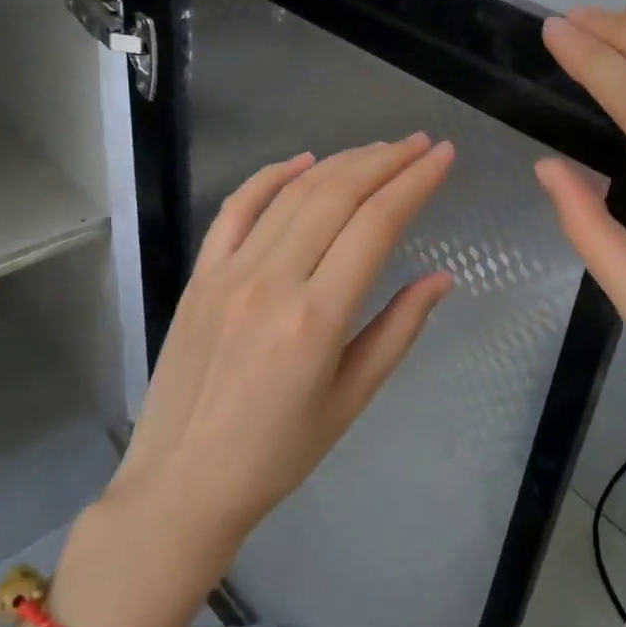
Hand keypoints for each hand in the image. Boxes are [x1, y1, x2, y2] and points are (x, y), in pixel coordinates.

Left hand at [78, 136, 454, 613]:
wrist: (182, 483)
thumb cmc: (277, 454)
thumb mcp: (351, 400)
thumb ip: (398, 330)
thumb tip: (440, 278)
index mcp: (316, 318)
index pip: (377, 224)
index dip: (415, 182)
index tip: (443, 156)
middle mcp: (273, 281)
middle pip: (338, 195)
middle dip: (386, 160)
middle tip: (419, 144)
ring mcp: (229, 272)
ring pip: (294, 193)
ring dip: (342, 162)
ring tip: (379, 149)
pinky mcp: (200, 274)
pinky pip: (238, 208)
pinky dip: (273, 176)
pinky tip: (305, 161)